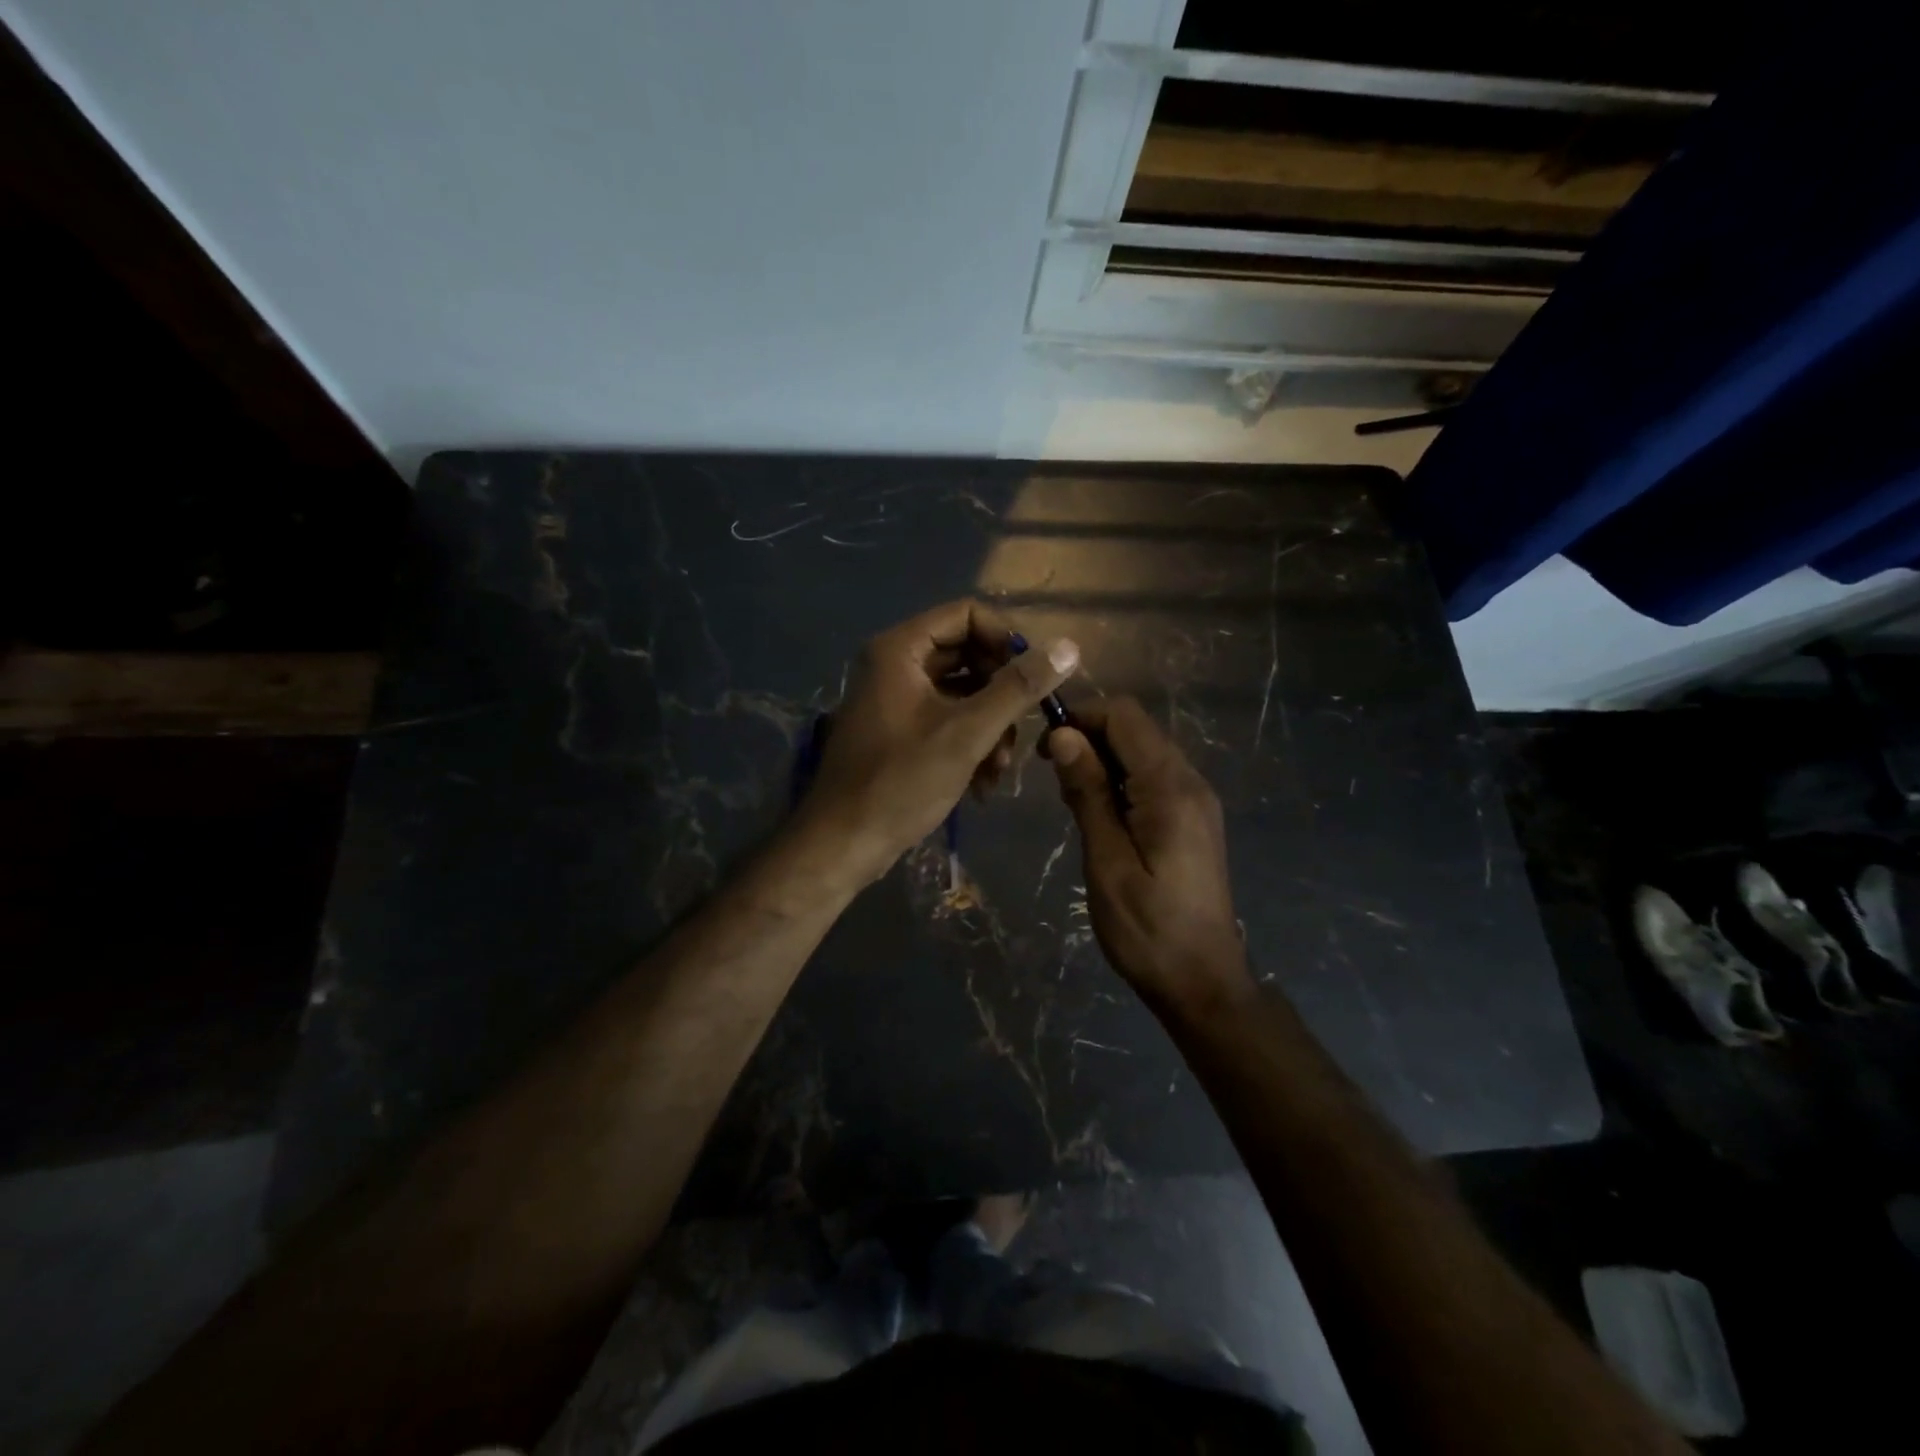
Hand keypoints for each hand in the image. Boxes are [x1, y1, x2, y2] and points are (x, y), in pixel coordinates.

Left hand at [799, 600, 1079, 883]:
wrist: (843, 843)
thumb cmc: (901, 781)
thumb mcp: (967, 733)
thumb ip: (1017, 688)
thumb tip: (1068, 647)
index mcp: (900, 649)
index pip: (967, 615)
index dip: (1007, 640)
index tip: (1034, 678)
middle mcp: (895, 664)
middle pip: (967, 655)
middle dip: (1001, 695)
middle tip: (1023, 729)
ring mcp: (895, 699)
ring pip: (962, 693)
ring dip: (990, 727)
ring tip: (999, 769)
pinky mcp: (900, 732)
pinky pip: (947, 721)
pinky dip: (970, 744)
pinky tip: (983, 784)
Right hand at [1046, 698, 1254, 1015]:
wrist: (1202, 982)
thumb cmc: (1147, 928)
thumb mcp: (1107, 861)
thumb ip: (1087, 793)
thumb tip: (1064, 735)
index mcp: (1171, 787)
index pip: (1124, 716)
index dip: (1081, 718)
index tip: (1045, 750)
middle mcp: (1190, 781)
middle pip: (1135, 729)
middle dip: (1089, 739)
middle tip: (1056, 784)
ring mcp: (1196, 800)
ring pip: (1142, 752)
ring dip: (1102, 763)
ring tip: (1074, 806)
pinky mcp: (1193, 818)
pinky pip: (1153, 778)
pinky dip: (1121, 782)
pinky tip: (1102, 819)